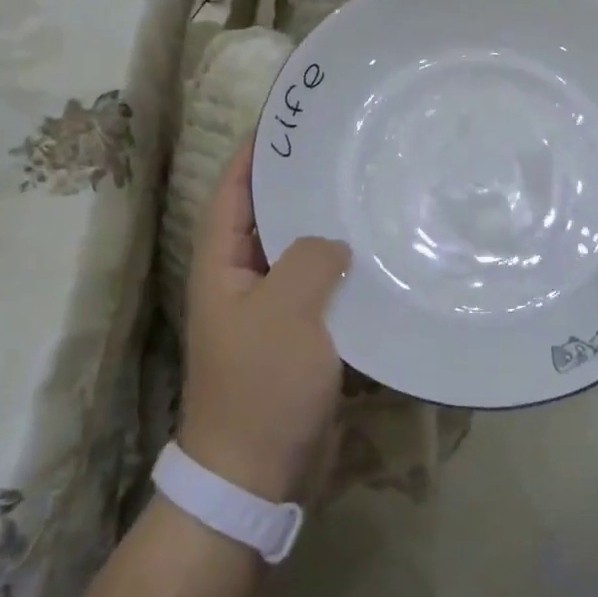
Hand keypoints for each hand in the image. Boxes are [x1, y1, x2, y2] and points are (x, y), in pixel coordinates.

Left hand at [179, 142, 351, 502]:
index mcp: (221, 266)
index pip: (234, 192)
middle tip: (342, 151)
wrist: (258, 476)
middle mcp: (240, 281)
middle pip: (267, 217)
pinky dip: (341, 271)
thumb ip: (310, 258)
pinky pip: (319, 289)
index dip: (255, 154)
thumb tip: (332, 242)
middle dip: (297, 184)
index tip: (288, 121)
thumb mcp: (286, 310)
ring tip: (365, 193)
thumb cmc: (262, 386)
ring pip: (297, 253)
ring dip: (324, 227)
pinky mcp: (297, 338)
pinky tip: (376, 256)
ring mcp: (269, 312)